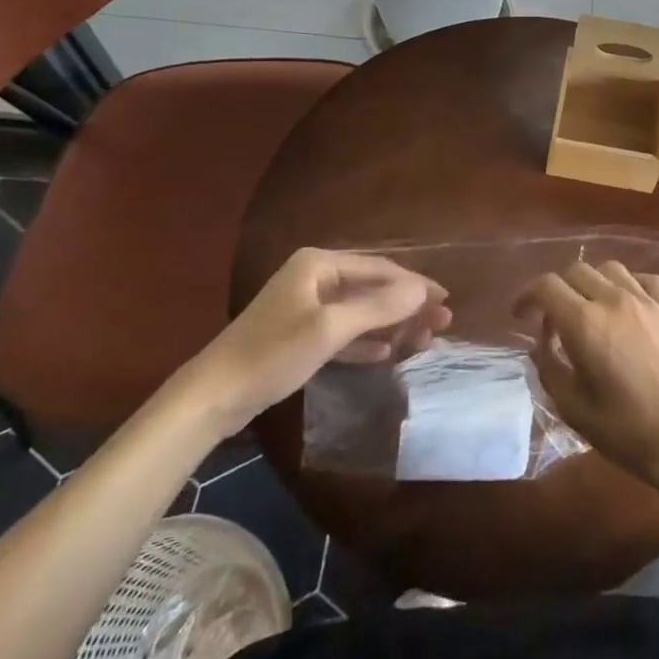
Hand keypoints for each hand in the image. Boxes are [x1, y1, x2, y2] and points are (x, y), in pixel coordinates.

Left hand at [180, 248, 450, 436]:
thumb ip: (378, 307)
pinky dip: (365, 339)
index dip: (415, 283)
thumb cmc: (272, 353)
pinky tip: (386, 351)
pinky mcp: (300, 334)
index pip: (379, 268)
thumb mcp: (330, 329)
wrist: (213, 396)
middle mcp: (315, 276)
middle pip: (372, 287)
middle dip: (407, 304)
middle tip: (442, 322)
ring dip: (391, 323)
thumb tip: (422, 290)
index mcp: (319, 263)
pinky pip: (344, 330)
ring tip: (424, 338)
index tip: (445, 299)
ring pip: (360, 310)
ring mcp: (306, 305)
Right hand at [516, 261, 658, 489]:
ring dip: (592, 282)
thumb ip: (549, 368)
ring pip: (610, 268)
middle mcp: (613, 300)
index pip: (547, 286)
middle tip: (554, 317)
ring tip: (590, 307)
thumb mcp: (573, 408)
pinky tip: (627, 304)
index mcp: (585, 324)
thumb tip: (541, 342)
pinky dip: (629, 284)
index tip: (520, 315)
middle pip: (576, 270)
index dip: (527, 295)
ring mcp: (646, 301)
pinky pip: (645, 279)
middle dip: (557, 289)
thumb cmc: (626, 431)